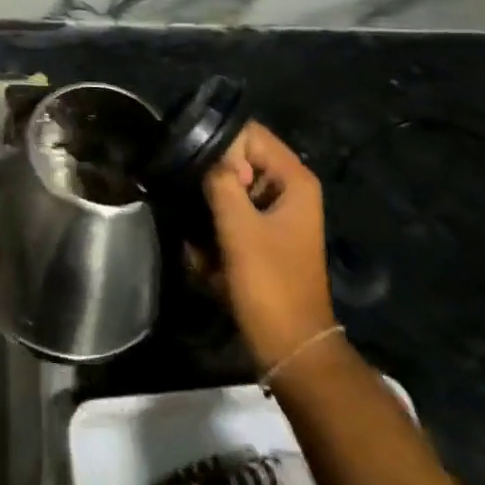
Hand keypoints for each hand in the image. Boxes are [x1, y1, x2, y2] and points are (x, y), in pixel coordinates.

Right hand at [202, 121, 336, 371]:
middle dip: (212, 179)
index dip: (220, 144)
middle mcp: (289, 190)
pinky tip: (206, 258)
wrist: (291, 349)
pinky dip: (216, 231)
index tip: (191, 163)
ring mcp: (277, 215)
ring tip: (199, 236)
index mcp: (294, 180)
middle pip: (239, 161)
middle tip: (191, 201)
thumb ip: (221, 182)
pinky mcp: (264, 237)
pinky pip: (232, 217)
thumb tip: (204, 153)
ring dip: (210, 209)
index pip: (251, 134)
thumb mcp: (239, 229)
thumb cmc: (270, 284)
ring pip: (231, 190)